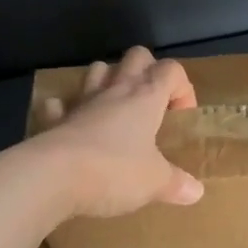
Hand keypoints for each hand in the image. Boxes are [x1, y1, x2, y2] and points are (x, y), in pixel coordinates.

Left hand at [27, 47, 205, 217]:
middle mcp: (114, 91)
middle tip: (152, 104)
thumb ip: (176, 184)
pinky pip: (60, 105)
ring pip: (98, 70)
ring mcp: (81, 102)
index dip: (182, 88)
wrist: (51, 177)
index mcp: (145, 98)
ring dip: (109, 81)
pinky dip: (67, 110)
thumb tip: (196, 191)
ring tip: (116, 109)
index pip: (171, 70)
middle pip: (136, 56)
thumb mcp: (155, 182)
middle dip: (148, 71)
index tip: (181, 117)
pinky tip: (73, 126)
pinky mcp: (54, 120)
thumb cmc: (114, 171)